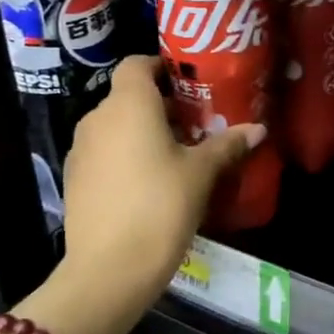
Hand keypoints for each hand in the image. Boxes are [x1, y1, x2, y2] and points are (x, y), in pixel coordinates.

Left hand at [23, 56, 261, 333]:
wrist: (109, 270)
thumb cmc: (161, 206)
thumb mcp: (202, 173)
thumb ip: (228, 145)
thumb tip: (258, 128)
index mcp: (129, 105)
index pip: (136, 64)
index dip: (161, 66)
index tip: (190, 81)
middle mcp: (98, 119)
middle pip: (129, 97)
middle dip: (161, 104)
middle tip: (197, 122)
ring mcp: (81, 150)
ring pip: (116, 126)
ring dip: (143, 131)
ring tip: (178, 153)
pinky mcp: (75, 180)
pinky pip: (105, 153)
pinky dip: (126, 155)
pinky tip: (151, 182)